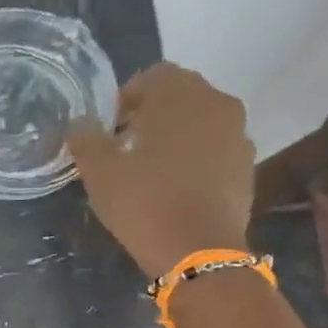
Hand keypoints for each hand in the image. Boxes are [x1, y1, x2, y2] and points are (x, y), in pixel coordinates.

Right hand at [65, 63, 253, 277]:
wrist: (200, 252)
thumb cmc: (145, 202)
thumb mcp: (100, 171)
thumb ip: (86, 139)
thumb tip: (80, 123)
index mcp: (182, 95)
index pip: (153, 75)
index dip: (127, 97)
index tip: (109, 126)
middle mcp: (218, 105)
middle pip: (181, 96)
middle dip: (152, 113)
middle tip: (125, 144)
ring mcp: (239, 136)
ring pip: (201, 122)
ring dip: (176, 134)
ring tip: (151, 166)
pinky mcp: (247, 167)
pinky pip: (216, 149)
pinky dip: (196, 157)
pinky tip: (176, 186)